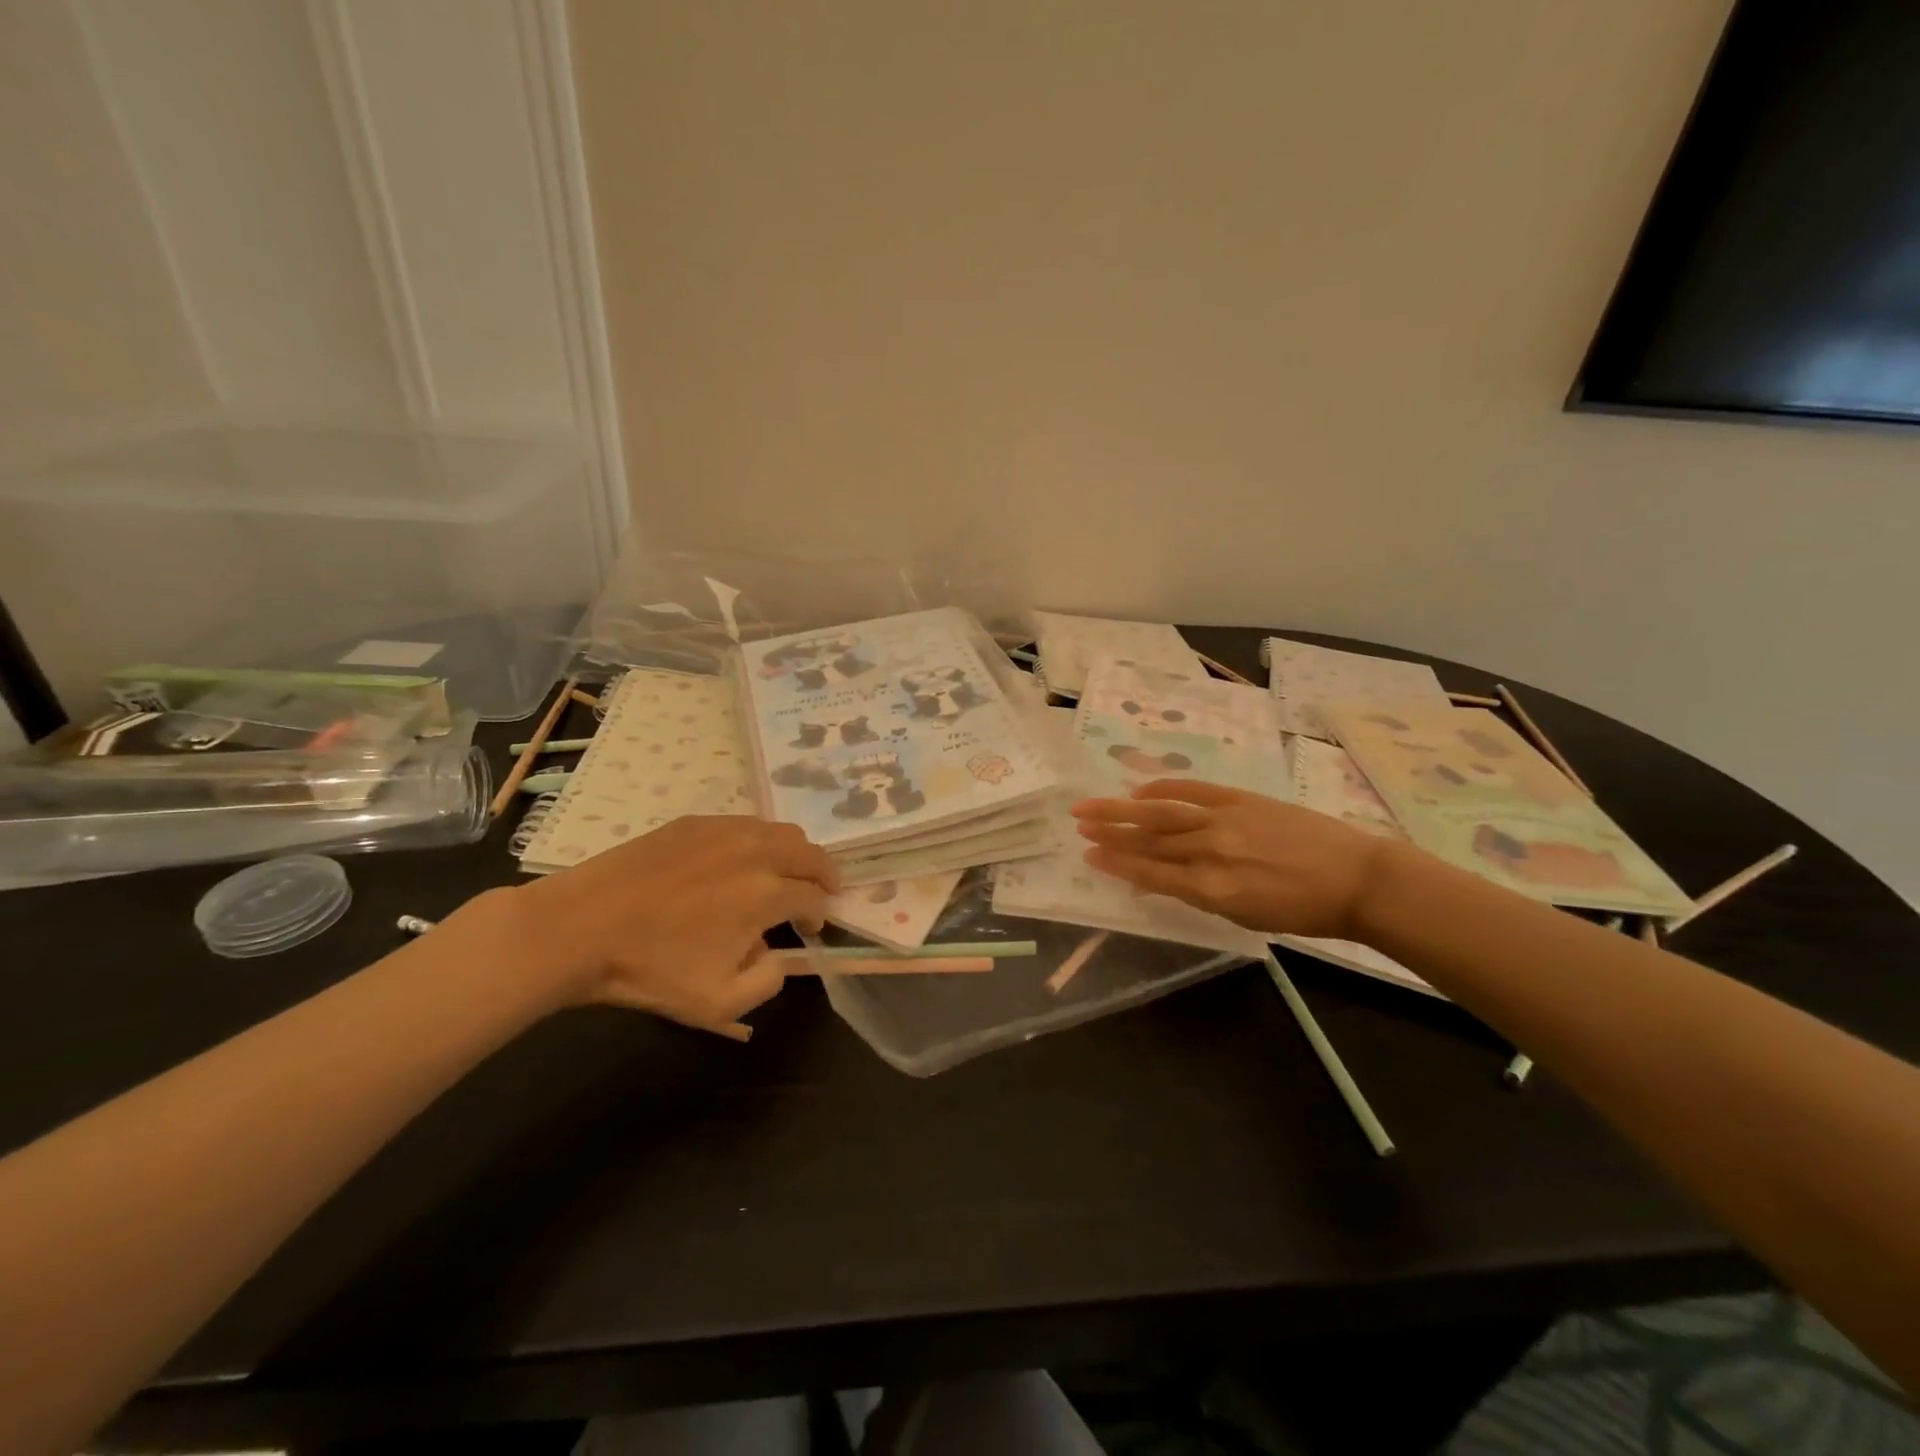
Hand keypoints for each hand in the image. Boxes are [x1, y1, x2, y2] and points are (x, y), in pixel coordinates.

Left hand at [466, 816, 838, 1034]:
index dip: (820, 914)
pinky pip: (744, 823)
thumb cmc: (650, 970)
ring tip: (784, 874)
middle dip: (823, 874)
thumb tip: (779, 956)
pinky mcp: (694, 822)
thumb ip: (767, 982)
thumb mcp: (718, 1004)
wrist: (580, 928)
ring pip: (780, 831)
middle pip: (810, 852)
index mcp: (767, 893)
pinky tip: (739, 861)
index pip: (814, 897)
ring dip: (794, 853)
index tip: (810, 930)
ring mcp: (724, 830)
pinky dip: (759, 841)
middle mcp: (756, 851)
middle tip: (820, 892)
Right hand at [1071, 780, 1389, 939]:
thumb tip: (1158, 880)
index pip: (1152, 872)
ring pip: (1163, 813)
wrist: (1357, 878)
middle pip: (1149, 839)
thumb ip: (1199, 894)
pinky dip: (1164, 787)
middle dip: (1109, 831)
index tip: (1088, 854)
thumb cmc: (1302, 909)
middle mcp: (1211, 851)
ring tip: (1092, 804)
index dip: (1117, 863)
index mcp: (1213, 888)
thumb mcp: (1245, 915)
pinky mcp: (1241, 799)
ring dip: (1123, 808)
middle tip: (1077, 822)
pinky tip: (1140, 789)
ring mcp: (1225, 820)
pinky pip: (1193, 790)